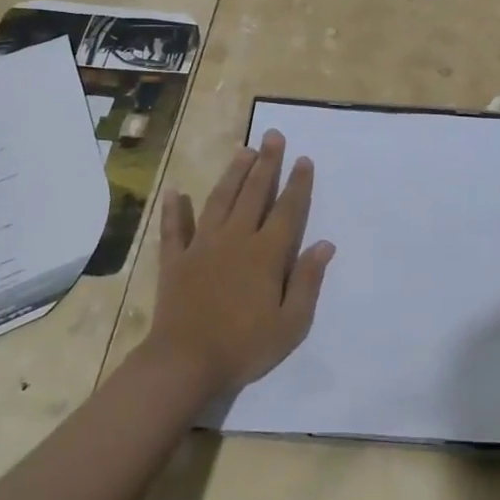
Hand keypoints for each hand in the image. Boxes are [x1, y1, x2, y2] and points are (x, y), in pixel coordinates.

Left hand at [139, 130, 334, 397]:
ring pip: (220, 200)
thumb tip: (325, 244)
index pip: (287, 210)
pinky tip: (175, 191)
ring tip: (243, 150)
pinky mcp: (176, 261)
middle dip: (267, 163)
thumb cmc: (244, 347)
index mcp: (266, 253)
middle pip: (254, 193)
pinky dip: (174, 209)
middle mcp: (236, 239)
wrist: (184, 364)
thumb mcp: (291, 324)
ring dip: (233, 174)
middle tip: (273, 135)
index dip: (298, 183)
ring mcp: (202, 247)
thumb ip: (308, 281)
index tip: (304, 159)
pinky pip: (174, 229)